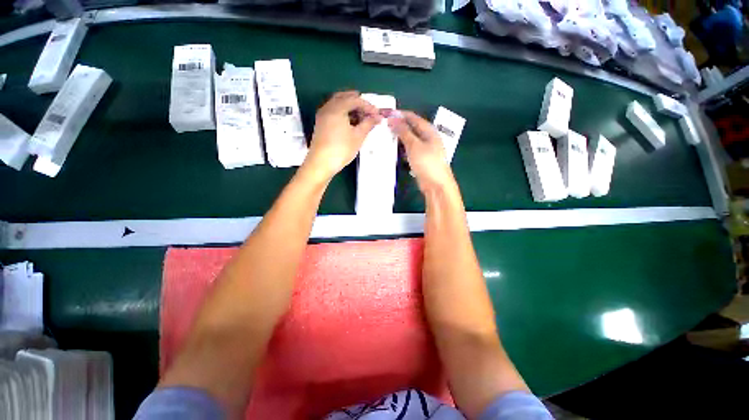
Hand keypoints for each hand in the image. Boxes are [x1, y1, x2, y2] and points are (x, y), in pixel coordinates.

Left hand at [303, 91, 381, 180]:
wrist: (321, 163)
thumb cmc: (341, 149)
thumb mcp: (358, 136)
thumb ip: (368, 124)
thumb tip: (377, 117)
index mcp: (337, 108)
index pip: (355, 100)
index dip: (368, 106)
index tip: (377, 114)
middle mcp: (328, 107)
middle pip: (344, 97)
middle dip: (358, 102)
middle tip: (369, 111)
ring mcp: (322, 116)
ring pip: (337, 104)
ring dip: (350, 107)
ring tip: (361, 117)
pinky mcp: (321, 124)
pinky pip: (333, 112)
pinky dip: (343, 113)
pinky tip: (350, 123)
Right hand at [388, 111, 454, 191]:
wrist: (436, 185)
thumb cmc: (427, 163)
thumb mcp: (414, 145)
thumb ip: (404, 132)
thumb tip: (393, 119)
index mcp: (428, 130)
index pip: (412, 117)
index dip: (398, 115)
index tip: (384, 114)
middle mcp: (427, 137)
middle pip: (410, 128)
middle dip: (397, 126)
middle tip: (382, 127)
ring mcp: (424, 149)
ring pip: (409, 139)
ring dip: (398, 138)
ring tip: (385, 137)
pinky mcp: (420, 159)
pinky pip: (409, 150)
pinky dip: (401, 149)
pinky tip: (393, 150)